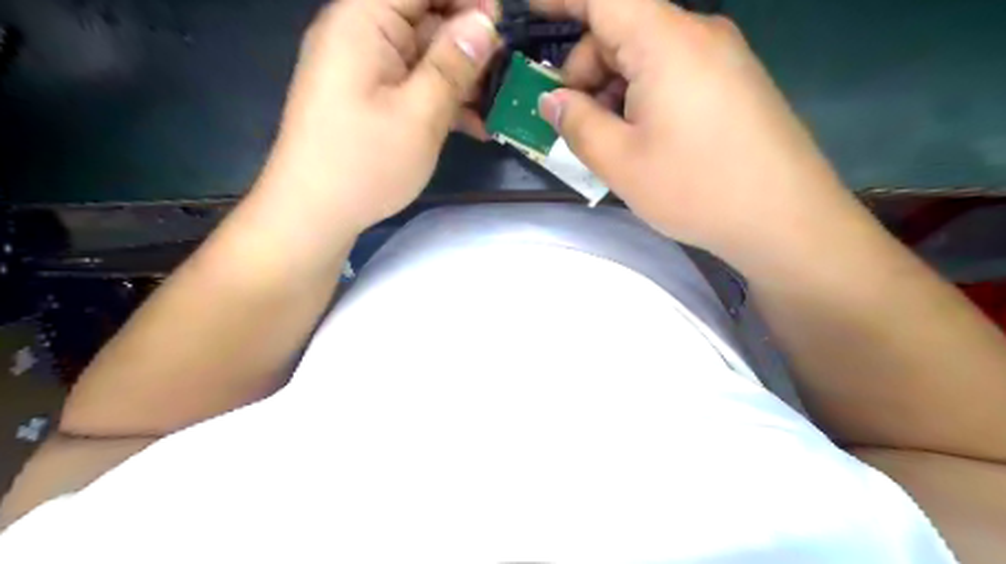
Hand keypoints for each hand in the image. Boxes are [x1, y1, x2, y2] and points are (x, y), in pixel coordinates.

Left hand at [257, 0, 498, 235]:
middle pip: (425, 17)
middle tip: (506, 76)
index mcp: (363, 20)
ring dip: (462, 79)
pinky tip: (475, 126)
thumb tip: (486, 21)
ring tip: (497, 107)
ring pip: (425, 56)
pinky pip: (413, 85)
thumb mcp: (419, 114)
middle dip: (469, 43)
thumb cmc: (364, 163)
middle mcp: (361, 34)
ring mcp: (366, 70)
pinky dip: (443, 100)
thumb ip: (453, 65)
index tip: (502, 27)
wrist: (314, 214)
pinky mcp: (371, 99)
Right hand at [535, 0, 855, 258]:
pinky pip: (672, 73)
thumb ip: (577, 123)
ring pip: (645, 57)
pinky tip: (642, 141)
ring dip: (614, 91)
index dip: (560, 2)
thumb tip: (552, 100)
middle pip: (621, 31)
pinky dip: (643, 98)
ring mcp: (721, 56)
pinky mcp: (732, 81)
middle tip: (574, 124)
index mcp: (665, 40)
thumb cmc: (696, 187)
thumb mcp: (620, 161)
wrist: (785, 218)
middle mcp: (697, 33)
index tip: (529, 16)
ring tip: (611, 143)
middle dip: (585, 72)